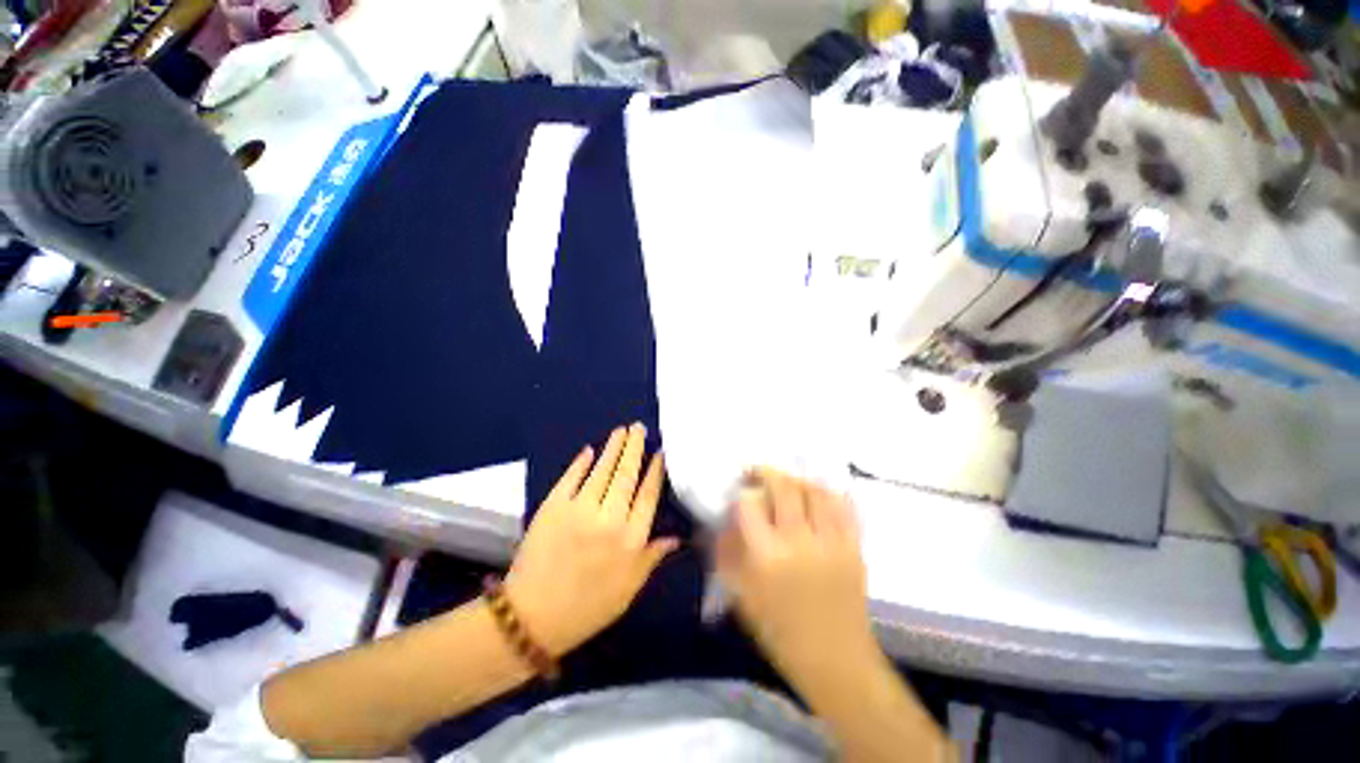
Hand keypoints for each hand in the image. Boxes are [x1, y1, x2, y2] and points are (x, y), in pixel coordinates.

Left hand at [504, 423, 678, 656]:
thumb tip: (675, 537)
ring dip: (613, 447)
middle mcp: (609, 518)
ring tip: (621, 430)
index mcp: (631, 539)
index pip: (647, 496)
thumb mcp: (628, 590)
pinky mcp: (553, 507)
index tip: (659, 453)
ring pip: (602, 470)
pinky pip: (571, 478)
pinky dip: (581, 462)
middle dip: (634, 448)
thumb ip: (651, 558)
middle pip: (626, 475)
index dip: (654, 472)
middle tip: (639, 427)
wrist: (531, 618)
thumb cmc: (587, 608)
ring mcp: (579, 509)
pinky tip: (589, 450)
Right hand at [716, 469, 875, 680]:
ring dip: (796, 479)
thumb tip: (724, 520)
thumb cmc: (781, 631)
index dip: (742, 493)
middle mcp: (800, 542)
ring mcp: (831, 542)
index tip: (739, 492)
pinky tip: (817, 493)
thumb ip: (727, 554)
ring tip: (786, 482)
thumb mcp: (741, 596)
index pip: (750, 505)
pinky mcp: (854, 547)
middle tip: (757, 473)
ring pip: (815, 490)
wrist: (836, 661)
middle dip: (767, 472)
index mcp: (768, 557)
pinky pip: (844, 506)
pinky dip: (828, 492)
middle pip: (784, 487)